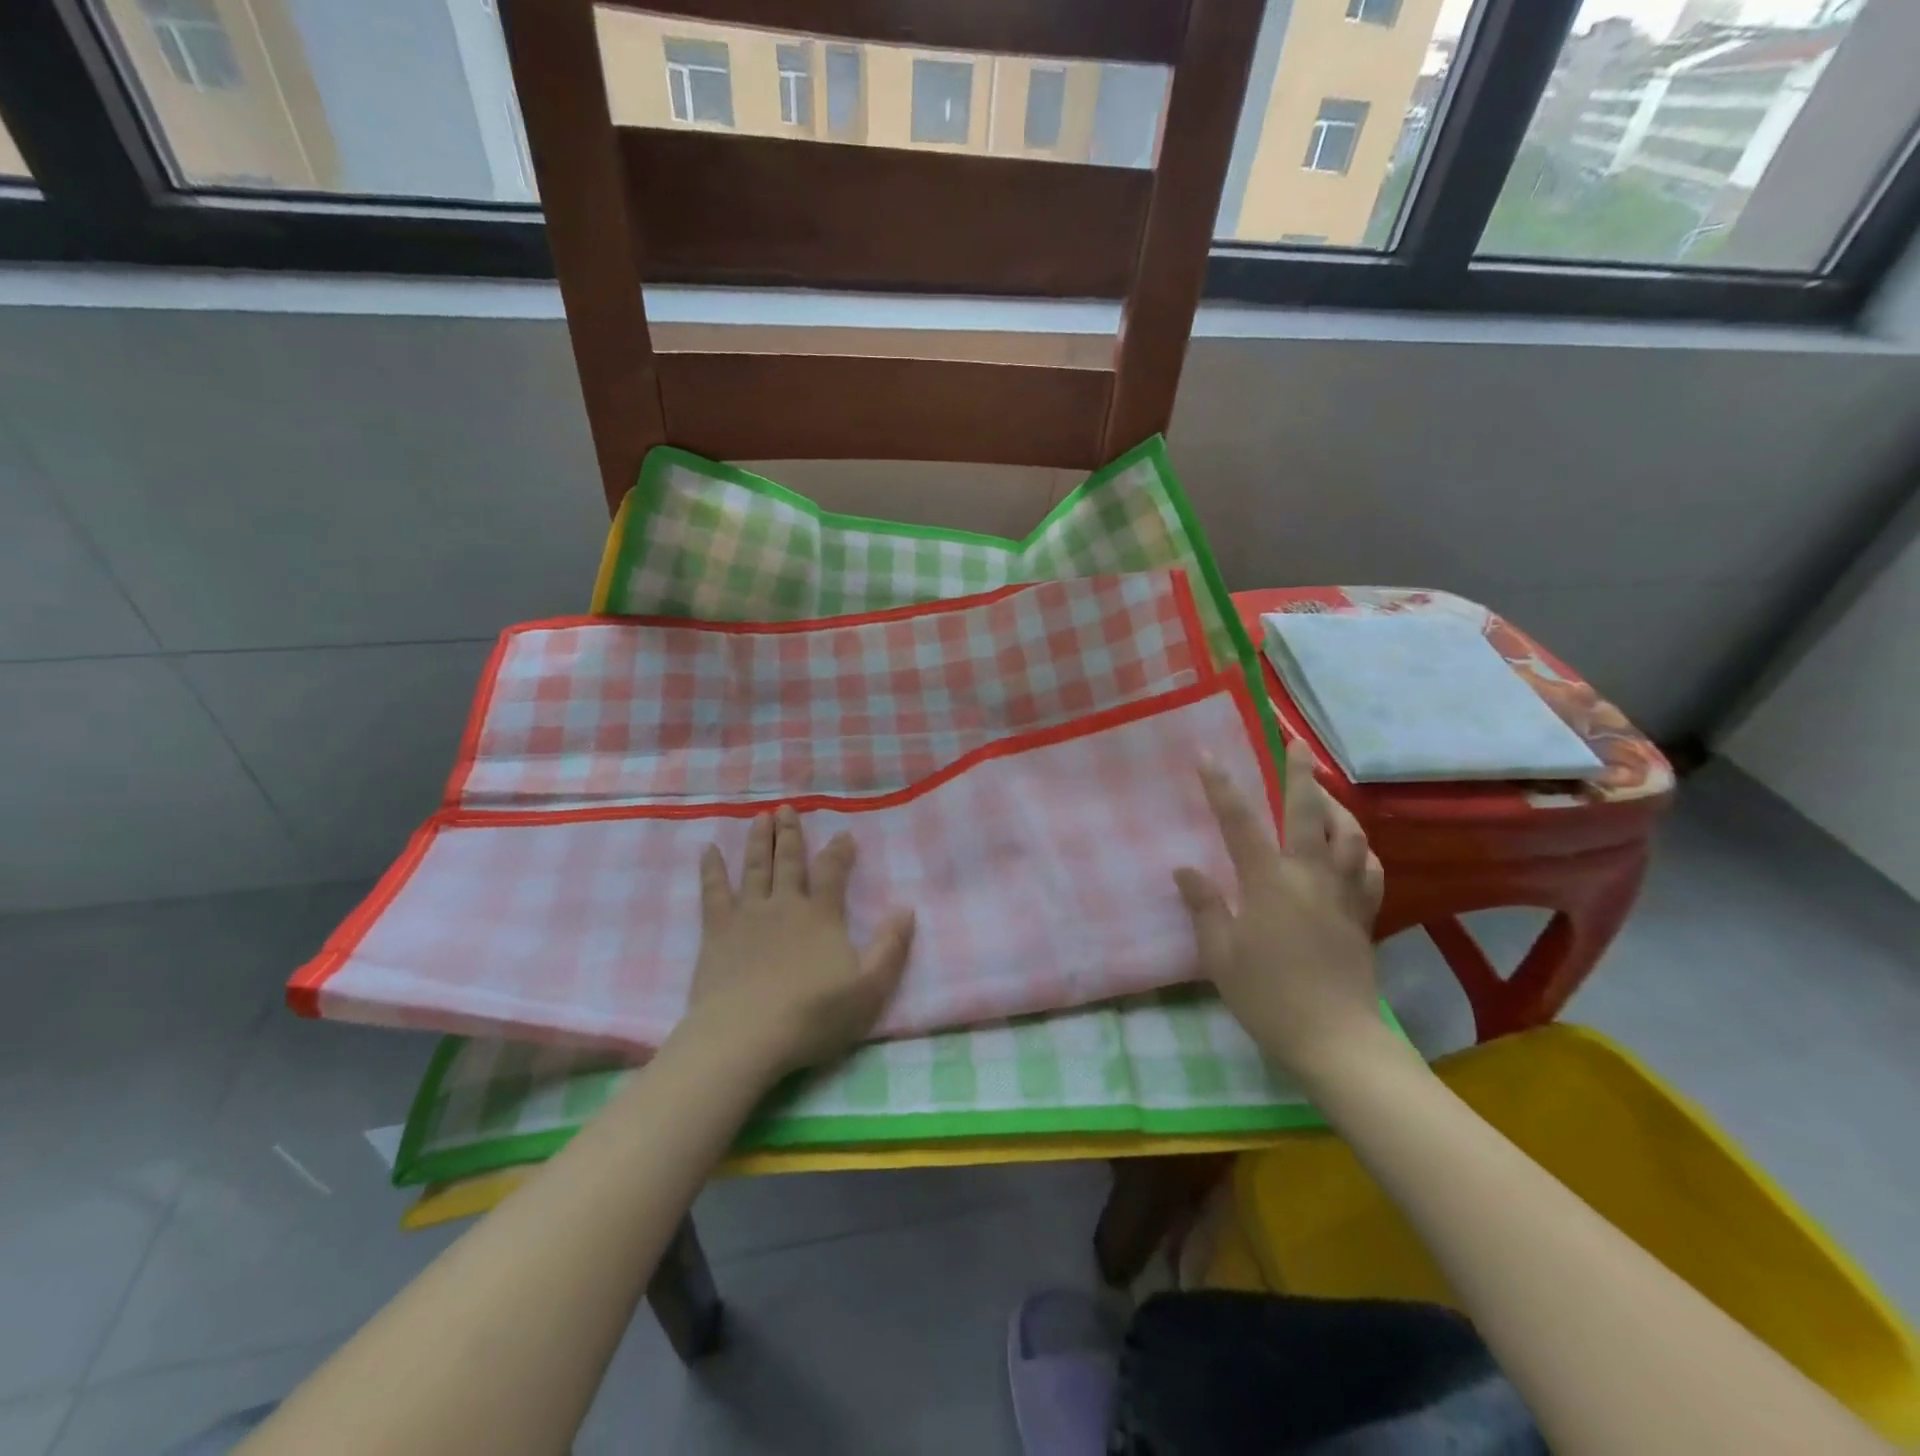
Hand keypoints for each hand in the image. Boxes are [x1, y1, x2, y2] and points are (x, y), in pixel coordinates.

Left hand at [682, 806, 915, 1077]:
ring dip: (760, 841)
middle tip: (787, 808)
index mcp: (821, 915)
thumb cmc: (813, 1015)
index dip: (839, 851)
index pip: (833, 872)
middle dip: (791, 833)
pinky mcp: (717, 932)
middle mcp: (785, 905)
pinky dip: (712, 869)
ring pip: (756, 867)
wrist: (745, 1037)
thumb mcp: (869, 988)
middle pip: (790, 861)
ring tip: (761, 817)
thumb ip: (890, 947)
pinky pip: (713, 892)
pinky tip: (709, 850)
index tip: (844, 834)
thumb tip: (907, 909)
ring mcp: (748, 915)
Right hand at [1174, 747, 1393, 1093]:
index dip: (1221, 786)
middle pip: (1309, 812)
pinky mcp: (1364, 915)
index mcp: (1269, 882)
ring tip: (1323, 790)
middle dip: (1299, 772)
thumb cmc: (1268, 996)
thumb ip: (1204, 906)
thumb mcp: (1220, 954)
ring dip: (1336, 805)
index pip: (1239, 822)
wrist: (1335, 1040)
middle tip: (1294, 742)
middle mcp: (1310, 876)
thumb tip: (1185, 868)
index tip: (1207, 755)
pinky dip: (1361, 849)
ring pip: (1349, 835)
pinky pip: (1370, 870)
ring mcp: (1343, 894)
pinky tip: (1353, 847)